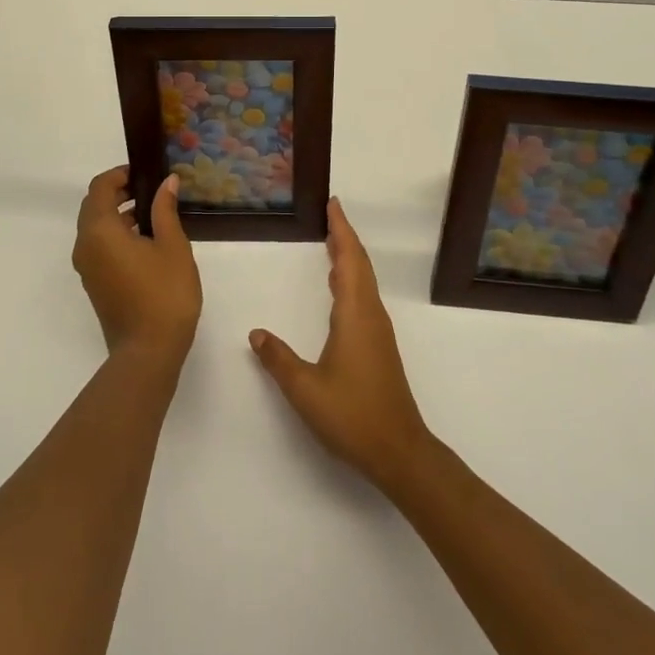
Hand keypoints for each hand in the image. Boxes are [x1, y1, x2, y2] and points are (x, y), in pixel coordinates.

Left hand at [73, 167, 201, 365]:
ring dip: (118, 213)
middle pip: (94, 205)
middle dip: (119, 192)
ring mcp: (86, 267)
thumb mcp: (173, 246)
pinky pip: (98, 246)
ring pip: (95, 227)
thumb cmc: (164, 294)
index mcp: (100, 231)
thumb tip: (166, 182)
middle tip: (151, 190)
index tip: (146, 173)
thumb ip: (165, 210)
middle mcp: (85, 245)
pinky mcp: (94, 283)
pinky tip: (145, 240)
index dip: (120, 174)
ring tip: (153, 214)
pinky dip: (115, 233)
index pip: (100, 187)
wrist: (148, 352)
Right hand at [249, 199, 433, 492]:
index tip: (333, 204)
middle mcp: (370, 314)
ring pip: (364, 281)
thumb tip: (255, 332)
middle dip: (345, 236)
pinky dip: (352, 278)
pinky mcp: (379, 345)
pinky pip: (365, 296)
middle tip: (329, 214)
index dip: (341, 230)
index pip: (348, 260)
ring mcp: (378, 330)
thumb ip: (278, 359)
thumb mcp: (305, 389)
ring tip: (331, 241)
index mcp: (355, 315)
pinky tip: (340, 288)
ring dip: (349, 256)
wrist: (399, 450)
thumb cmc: (353, 415)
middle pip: (359, 264)